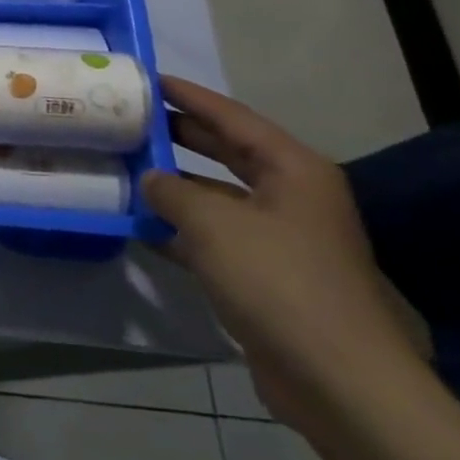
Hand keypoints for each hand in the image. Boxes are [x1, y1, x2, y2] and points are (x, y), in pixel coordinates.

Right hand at [143, 75, 428, 433]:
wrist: (338, 381)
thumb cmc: (278, 281)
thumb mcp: (212, 223)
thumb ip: (171, 191)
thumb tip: (149, 179)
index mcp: (293, 170)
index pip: (232, 116)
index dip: (187, 95)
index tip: (146, 78)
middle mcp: (291, 197)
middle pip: (226, 151)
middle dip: (178, 135)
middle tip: (128, 118)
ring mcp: (280, 238)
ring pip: (216, 196)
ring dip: (173, 185)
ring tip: (121, 167)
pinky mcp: (266, 276)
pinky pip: (213, 236)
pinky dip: (178, 228)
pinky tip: (138, 224)